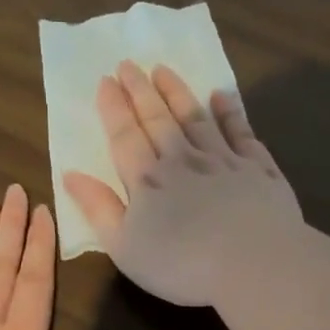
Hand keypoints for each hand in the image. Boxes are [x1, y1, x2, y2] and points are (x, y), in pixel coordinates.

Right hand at [62, 62, 303, 306]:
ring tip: (164, 70)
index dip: (114, 108)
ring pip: (196, 118)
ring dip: (178, 93)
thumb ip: (99, 209)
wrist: (254, 263)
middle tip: (129, 64)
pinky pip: (241, 132)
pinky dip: (230, 112)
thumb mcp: (125, 247)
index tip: (106, 80)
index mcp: (148, 181)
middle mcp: (183, 160)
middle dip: (141, 91)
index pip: (125, 137)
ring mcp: (224, 161)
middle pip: (158, 119)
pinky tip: (222, 96)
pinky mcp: (258, 168)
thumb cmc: (182, 264)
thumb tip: (71, 174)